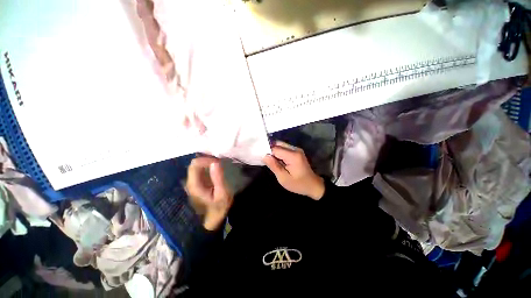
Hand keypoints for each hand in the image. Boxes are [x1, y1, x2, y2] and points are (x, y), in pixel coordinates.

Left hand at [186, 157, 232, 230]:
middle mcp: (190, 182)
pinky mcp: (197, 183)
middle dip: (207, 159)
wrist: (213, 219)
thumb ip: (218, 178)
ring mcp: (192, 182)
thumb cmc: (219, 207)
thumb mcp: (222, 193)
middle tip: (220, 160)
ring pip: (196, 166)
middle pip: (194, 164)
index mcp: (194, 185)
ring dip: (207, 162)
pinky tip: (215, 167)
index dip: (206, 159)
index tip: (218, 161)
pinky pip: (199, 170)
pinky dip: (207, 165)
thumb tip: (215, 162)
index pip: (195, 165)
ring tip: (219, 162)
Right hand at [263, 141, 324, 199]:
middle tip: (266, 161)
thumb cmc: (298, 184)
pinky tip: (277, 161)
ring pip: (281, 145)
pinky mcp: (297, 152)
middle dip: (271, 151)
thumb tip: (264, 156)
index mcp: (293, 155)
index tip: (263, 159)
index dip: (268, 153)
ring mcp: (297, 150)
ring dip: (275, 152)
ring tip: (271, 161)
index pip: (275, 148)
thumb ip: (274, 166)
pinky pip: (284, 148)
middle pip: (278, 144)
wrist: (313, 185)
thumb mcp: (283, 178)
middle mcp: (295, 149)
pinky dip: (279, 153)